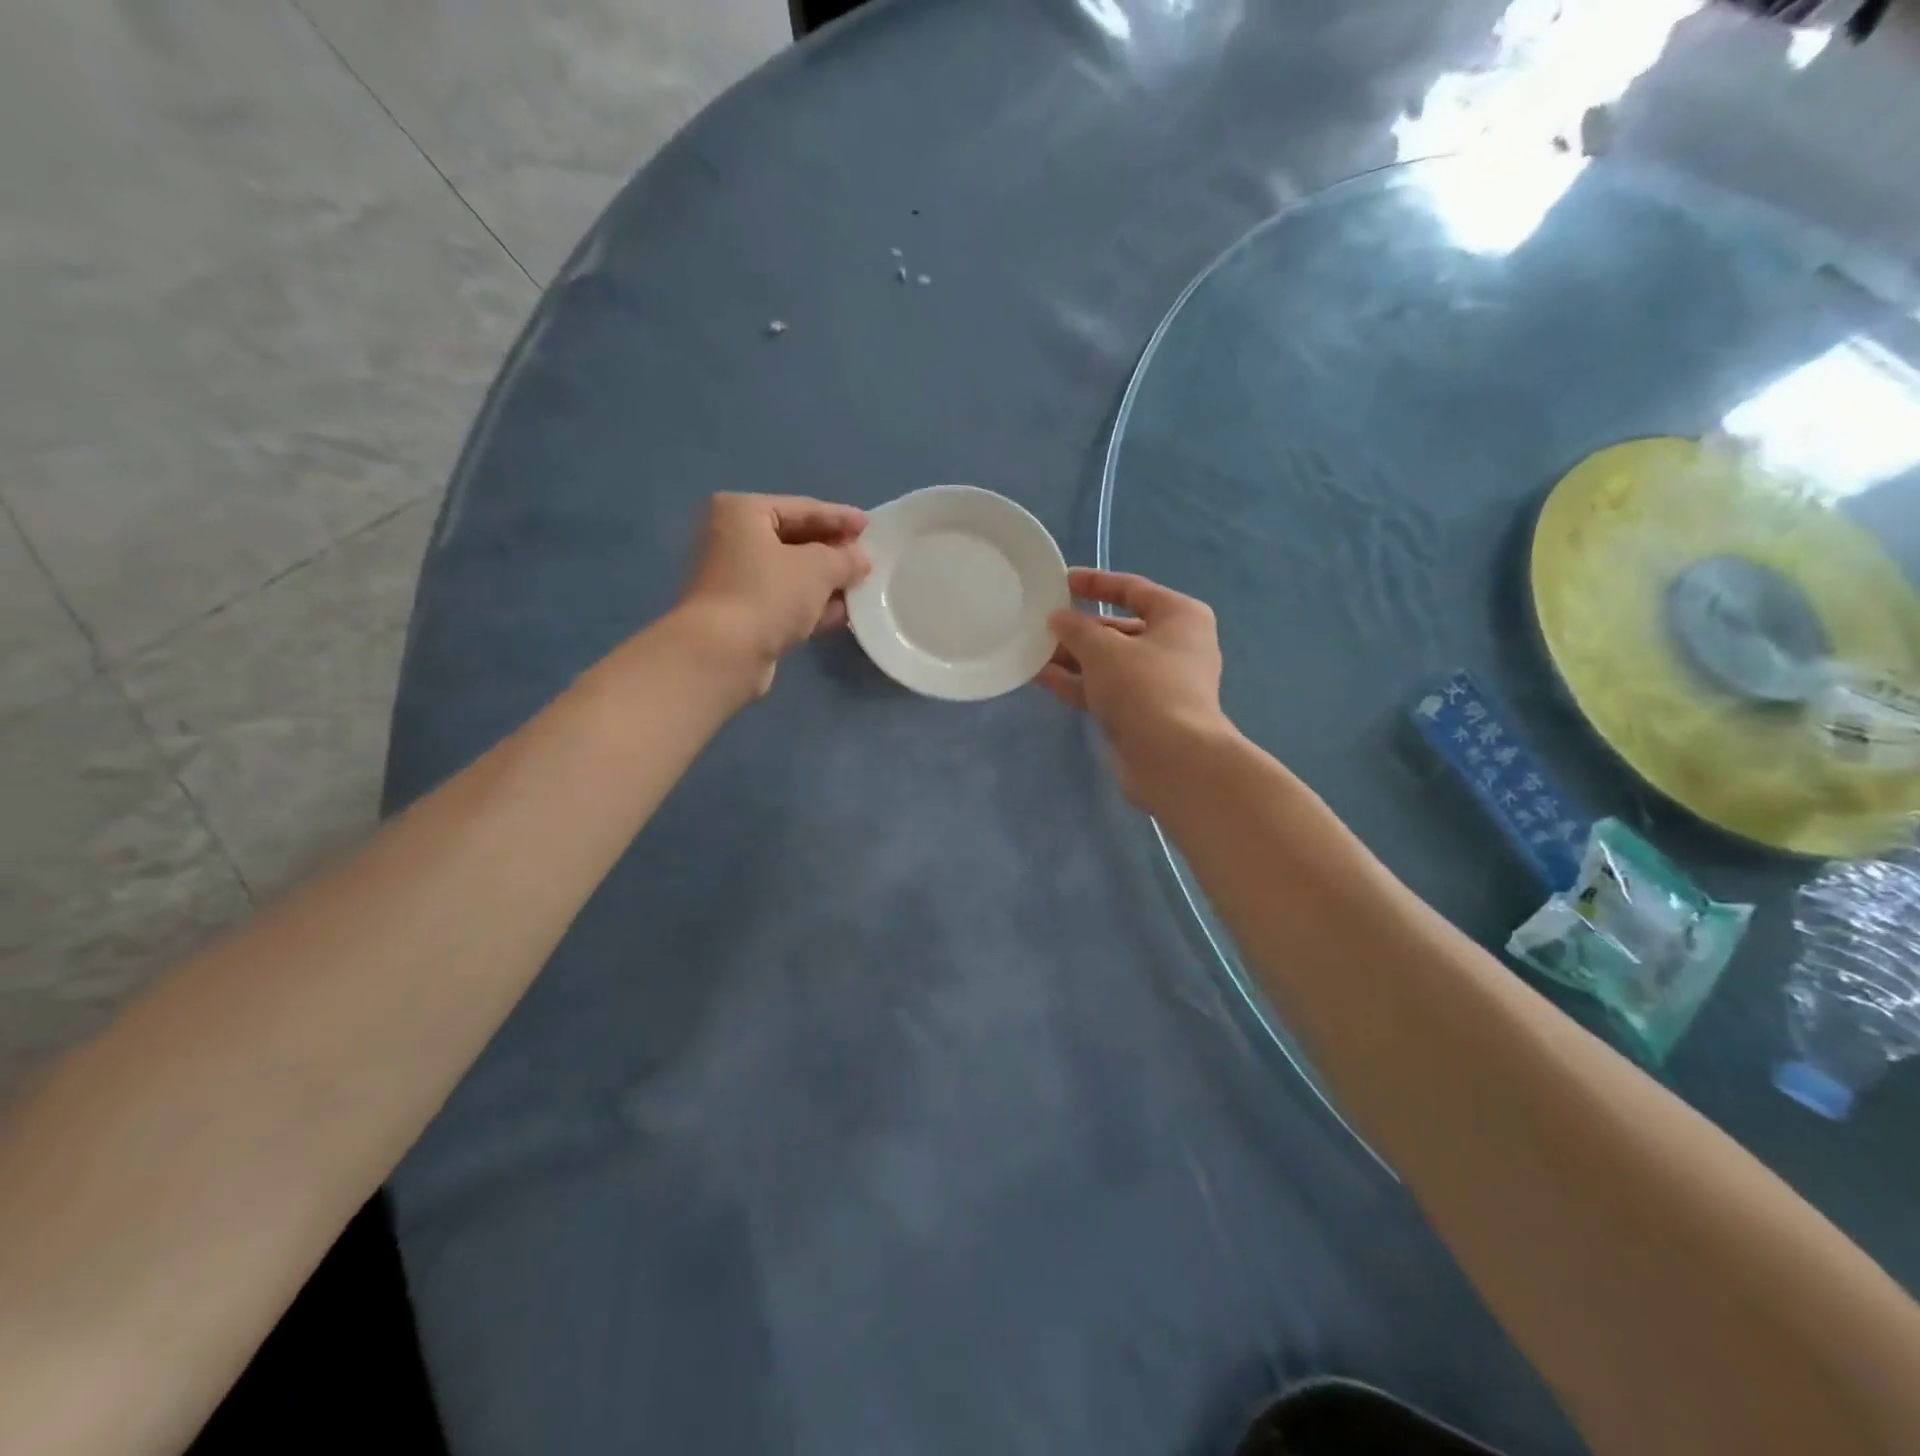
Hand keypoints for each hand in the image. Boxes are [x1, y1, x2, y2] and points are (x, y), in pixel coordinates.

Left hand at [676, 493, 870, 696]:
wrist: (723, 653)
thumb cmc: (768, 594)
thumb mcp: (818, 568)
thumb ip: (845, 558)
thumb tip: (860, 559)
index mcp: (742, 512)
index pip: (802, 508)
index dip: (840, 518)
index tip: (870, 525)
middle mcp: (731, 538)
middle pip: (795, 540)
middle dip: (833, 551)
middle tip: (867, 557)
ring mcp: (734, 579)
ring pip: (791, 573)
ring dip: (826, 581)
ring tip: (862, 586)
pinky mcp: (741, 614)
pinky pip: (785, 600)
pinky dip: (811, 604)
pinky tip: (842, 613)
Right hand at [1041, 568, 1233, 808]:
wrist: (1173, 760)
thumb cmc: (1145, 687)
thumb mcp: (1103, 649)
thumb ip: (1075, 628)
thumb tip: (1057, 618)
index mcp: (1179, 616)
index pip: (1132, 589)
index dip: (1095, 583)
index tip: (1061, 582)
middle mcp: (1174, 646)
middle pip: (1119, 628)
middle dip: (1078, 628)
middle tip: (1040, 624)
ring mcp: (1159, 683)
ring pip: (1109, 662)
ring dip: (1073, 657)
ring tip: (1032, 651)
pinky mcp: (1143, 714)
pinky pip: (1105, 689)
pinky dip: (1077, 683)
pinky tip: (1042, 678)